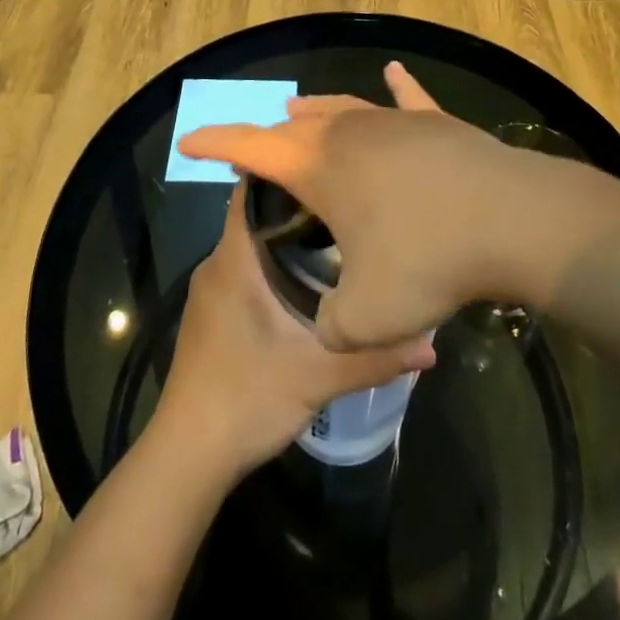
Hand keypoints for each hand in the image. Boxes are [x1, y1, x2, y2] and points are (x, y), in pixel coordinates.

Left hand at [150, 186, 434, 478]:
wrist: (187, 455)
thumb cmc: (246, 397)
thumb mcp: (318, 376)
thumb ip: (375, 357)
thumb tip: (432, 347)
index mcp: (235, 258)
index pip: (252, 189)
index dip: (286, 170)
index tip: (328, 163)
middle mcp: (218, 262)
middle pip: (257, 215)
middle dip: (298, 205)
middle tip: (347, 200)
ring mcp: (211, 289)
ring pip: (251, 244)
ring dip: (286, 237)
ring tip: (337, 233)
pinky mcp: (212, 314)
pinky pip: (244, 269)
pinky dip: (273, 264)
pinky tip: (308, 279)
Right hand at [181, 63, 528, 350]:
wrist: (510, 220)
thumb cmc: (428, 260)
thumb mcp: (367, 319)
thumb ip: (333, 327)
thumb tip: (332, 324)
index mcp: (320, 167)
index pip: (252, 147)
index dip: (215, 143)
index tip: (188, 142)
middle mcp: (350, 132)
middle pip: (297, 124)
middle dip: (270, 135)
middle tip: (256, 148)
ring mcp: (394, 121)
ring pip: (343, 106)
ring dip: (316, 112)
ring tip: (298, 111)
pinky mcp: (436, 121)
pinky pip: (408, 98)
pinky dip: (398, 86)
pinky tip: (393, 71)